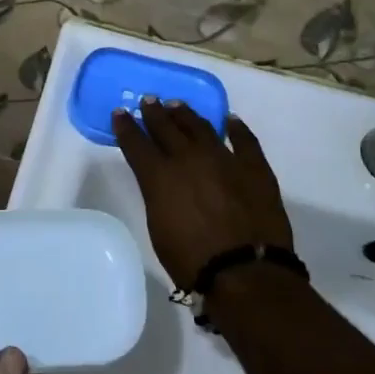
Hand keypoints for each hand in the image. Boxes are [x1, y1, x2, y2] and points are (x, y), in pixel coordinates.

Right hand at [111, 99, 294, 291]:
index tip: (120, 113)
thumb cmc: (193, 262)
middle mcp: (189, 158)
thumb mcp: (159, 229)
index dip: (126, 127)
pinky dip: (236, 128)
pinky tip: (231, 120)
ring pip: (201, 126)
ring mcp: (224, 158)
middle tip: (148, 100)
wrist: (245, 273)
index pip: (136, 143)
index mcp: (160, 176)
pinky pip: (244, 140)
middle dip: (154, 113)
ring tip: (178, 105)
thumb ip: (157, 196)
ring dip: (186, 114)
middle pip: (167, 127)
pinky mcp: (254, 167)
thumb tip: (160, 183)